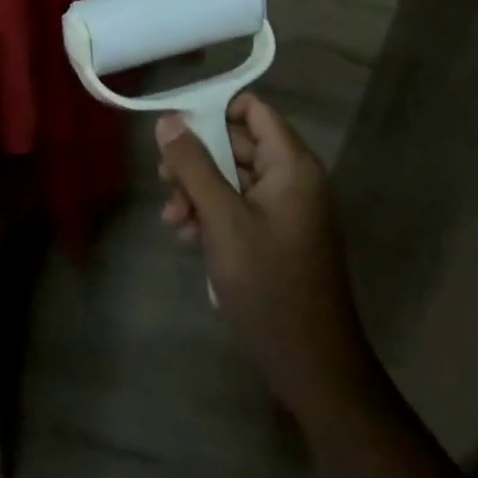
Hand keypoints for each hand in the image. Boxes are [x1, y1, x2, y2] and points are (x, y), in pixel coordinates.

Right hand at [156, 94, 379, 424]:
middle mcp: (294, 179)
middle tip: (164, 183)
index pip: (253, 110)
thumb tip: (169, 120)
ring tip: (173, 221)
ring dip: (200, 191)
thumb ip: (194, 166)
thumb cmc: (269, 287)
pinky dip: (215, 215)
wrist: (313, 368)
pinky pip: (242, 206)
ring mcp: (288, 209)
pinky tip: (190, 239)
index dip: (213, 112)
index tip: (176, 132)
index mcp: (292, 165)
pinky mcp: (280, 236)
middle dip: (198, 160)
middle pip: (239, 143)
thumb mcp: (223, 221)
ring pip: (234, 177)